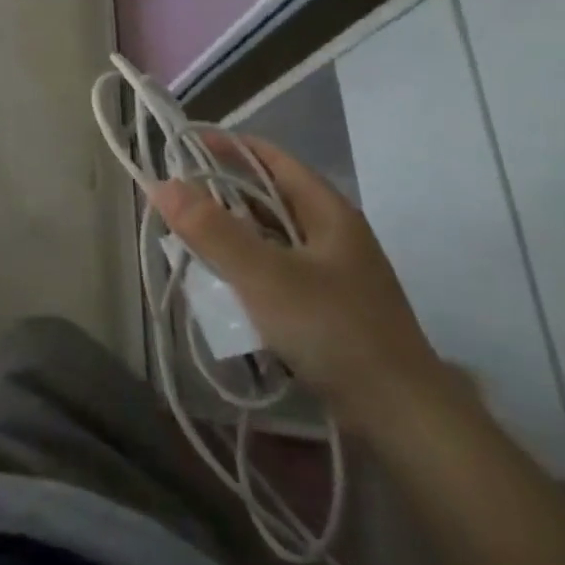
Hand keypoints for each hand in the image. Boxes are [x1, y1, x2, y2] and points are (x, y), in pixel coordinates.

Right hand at [150, 136, 453, 436]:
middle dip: (221, 193)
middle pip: (269, 196)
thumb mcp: (264, 276)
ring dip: (231, 233)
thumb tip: (161, 183)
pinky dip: (246, 267)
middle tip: (175, 197)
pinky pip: (276, 270)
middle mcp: (333, 233)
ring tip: (188, 237)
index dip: (227, 146)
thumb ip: (211, 229)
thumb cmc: (333, 329)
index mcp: (328, 211)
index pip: (271, 158)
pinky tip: (222, 284)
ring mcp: (333, 272)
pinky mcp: (328, 307)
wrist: (403, 417)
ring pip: (271, 236)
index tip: (182, 146)